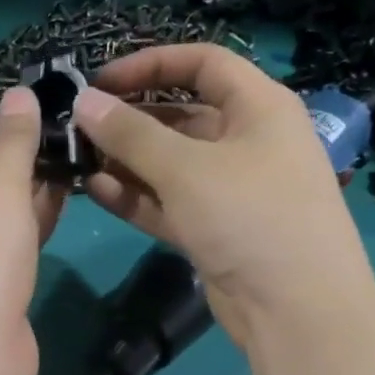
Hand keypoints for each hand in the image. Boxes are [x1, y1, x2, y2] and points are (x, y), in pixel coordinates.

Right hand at [72, 44, 369, 350]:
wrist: (296, 310)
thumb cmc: (250, 217)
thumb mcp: (186, 168)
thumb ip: (131, 133)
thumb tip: (84, 101)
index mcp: (259, 108)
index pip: (203, 64)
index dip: (151, 64)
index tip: (101, 80)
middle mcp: (247, 141)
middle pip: (181, 114)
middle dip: (130, 119)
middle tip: (80, 126)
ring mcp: (230, 189)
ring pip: (170, 163)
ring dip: (127, 160)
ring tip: (78, 158)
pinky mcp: (214, 229)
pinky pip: (169, 201)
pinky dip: (136, 195)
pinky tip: (95, 190)